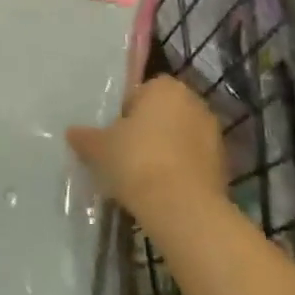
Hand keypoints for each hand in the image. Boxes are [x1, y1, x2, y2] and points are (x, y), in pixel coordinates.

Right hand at [67, 76, 225, 226]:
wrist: (181, 206)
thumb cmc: (136, 161)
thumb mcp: (99, 148)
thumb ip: (85, 137)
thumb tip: (71, 132)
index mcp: (165, 87)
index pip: (141, 92)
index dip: (125, 113)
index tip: (114, 136)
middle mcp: (194, 102)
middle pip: (163, 114)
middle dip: (147, 130)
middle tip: (125, 154)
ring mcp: (213, 134)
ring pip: (180, 138)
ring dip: (166, 151)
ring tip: (143, 177)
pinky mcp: (223, 165)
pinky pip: (193, 162)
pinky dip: (180, 171)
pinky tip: (163, 191)